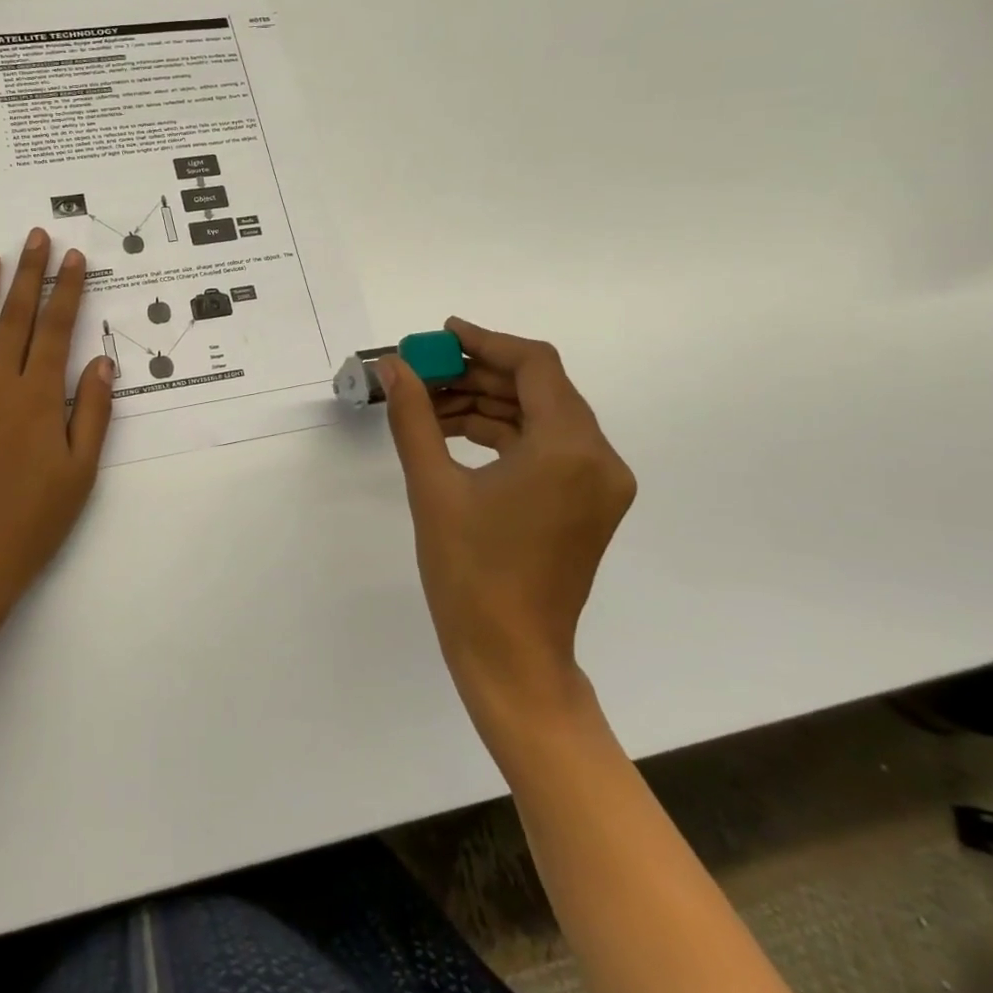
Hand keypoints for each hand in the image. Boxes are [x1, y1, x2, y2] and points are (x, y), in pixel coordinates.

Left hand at [0, 229, 113, 642]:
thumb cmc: (32, 524)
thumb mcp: (80, 474)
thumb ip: (92, 414)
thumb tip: (100, 362)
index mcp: (36, 400)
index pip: (56, 330)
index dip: (67, 291)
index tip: (74, 258)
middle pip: (14, 319)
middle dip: (28, 275)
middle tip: (35, 237)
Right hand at [381, 318, 635, 745]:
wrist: (511, 658)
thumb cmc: (470, 574)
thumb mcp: (433, 486)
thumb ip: (414, 415)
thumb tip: (393, 365)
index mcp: (569, 449)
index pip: (535, 365)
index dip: (485, 341)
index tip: (441, 335)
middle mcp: (598, 458)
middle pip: (539, 389)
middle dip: (477, 375)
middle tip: (422, 372)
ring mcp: (598, 483)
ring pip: (540, 417)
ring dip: (486, 404)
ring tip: (426, 404)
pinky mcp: (588, 503)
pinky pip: (545, 447)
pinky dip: (502, 434)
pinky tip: (453, 433)